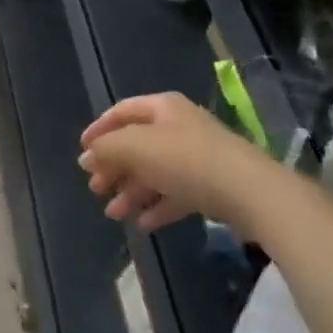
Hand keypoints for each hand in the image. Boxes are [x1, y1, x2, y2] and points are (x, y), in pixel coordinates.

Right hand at [78, 92, 263, 233]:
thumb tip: (86, 158)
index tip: (82, 152)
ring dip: (131, 192)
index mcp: (162, 108)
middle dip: (114, 168)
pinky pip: (176, 194)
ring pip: (155, 172)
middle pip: (137, 145)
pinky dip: (157, 207)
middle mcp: (179, 127)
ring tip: (114, 214)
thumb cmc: (185, 159)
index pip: (121, 112)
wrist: (249, 192)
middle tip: (95, 188)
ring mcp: (198, 158)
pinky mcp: (212, 186)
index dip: (99, 129)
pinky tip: (142, 224)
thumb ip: (105, 150)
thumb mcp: (134, 148)